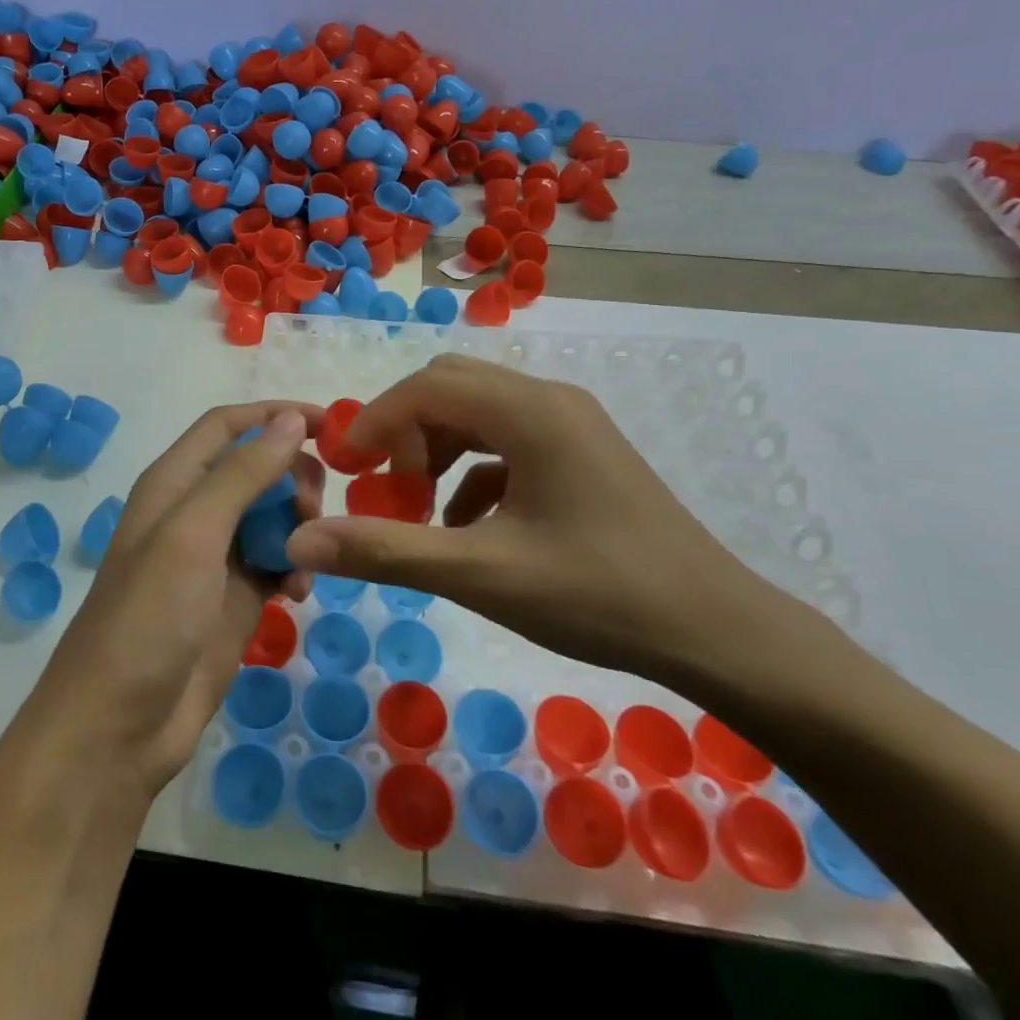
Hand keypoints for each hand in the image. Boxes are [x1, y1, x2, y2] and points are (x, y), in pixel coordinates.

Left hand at [25, 404, 324, 799]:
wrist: (118, 728)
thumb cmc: (148, 618)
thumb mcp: (193, 534)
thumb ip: (242, 474)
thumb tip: (289, 418)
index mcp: (174, 483)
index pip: (229, 426)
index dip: (274, 415)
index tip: (329, 425)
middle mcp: (195, 512)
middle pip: (258, 469)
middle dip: (293, 479)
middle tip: (312, 511)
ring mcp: (216, 558)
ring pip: (273, 516)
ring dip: (298, 526)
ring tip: (305, 557)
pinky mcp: (235, 600)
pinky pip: (278, 562)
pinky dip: (296, 567)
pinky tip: (300, 591)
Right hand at [284, 354, 771, 681]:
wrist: (718, 632)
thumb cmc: (598, 594)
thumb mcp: (481, 574)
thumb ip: (387, 551)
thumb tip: (301, 542)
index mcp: (529, 411)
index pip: (426, 387)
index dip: (374, 421)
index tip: (346, 470)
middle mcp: (550, 400)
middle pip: (451, 388)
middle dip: (405, 433)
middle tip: (385, 489)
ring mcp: (572, 425)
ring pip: (479, 415)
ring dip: (437, 452)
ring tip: (422, 512)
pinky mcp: (583, 454)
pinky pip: (508, 444)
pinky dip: (473, 474)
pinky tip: (469, 527)